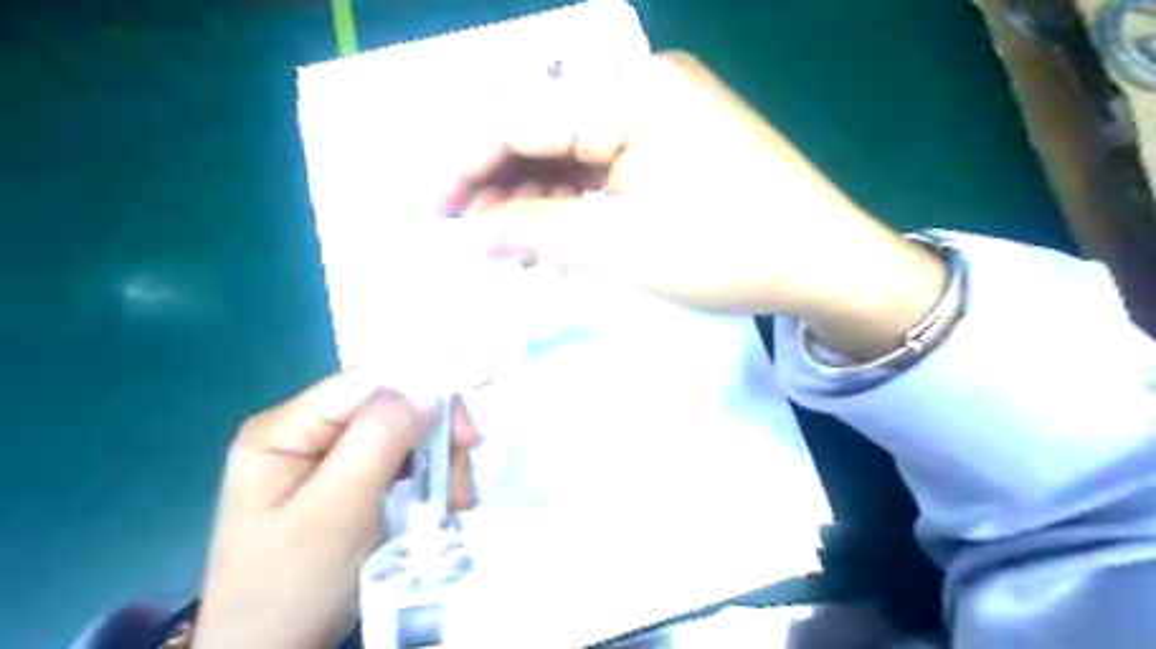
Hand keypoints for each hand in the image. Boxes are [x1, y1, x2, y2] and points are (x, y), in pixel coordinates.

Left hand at [193, 371, 479, 648]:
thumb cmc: (292, 586)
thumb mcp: (336, 510)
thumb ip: (380, 439)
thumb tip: (430, 389)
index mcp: (288, 427)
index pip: (371, 381)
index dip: (426, 393)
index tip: (466, 436)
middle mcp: (308, 431)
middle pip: (393, 407)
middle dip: (436, 438)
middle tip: (460, 484)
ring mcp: (329, 457)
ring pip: (405, 434)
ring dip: (439, 464)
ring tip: (453, 506)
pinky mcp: (349, 482)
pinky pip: (401, 462)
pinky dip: (429, 479)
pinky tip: (439, 506)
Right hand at [443, 54, 946, 359]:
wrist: (822, 264)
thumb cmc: (726, 252)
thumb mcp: (620, 246)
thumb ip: (537, 229)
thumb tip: (476, 228)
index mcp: (630, 93)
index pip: (521, 117)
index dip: (468, 163)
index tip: (433, 209)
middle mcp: (642, 88)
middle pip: (544, 131)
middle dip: (501, 185)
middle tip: (472, 238)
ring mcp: (660, 116)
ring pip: (572, 154)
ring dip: (536, 201)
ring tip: (511, 252)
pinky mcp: (671, 146)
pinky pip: (604, 168)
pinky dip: (573, 205)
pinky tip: (555, 241)